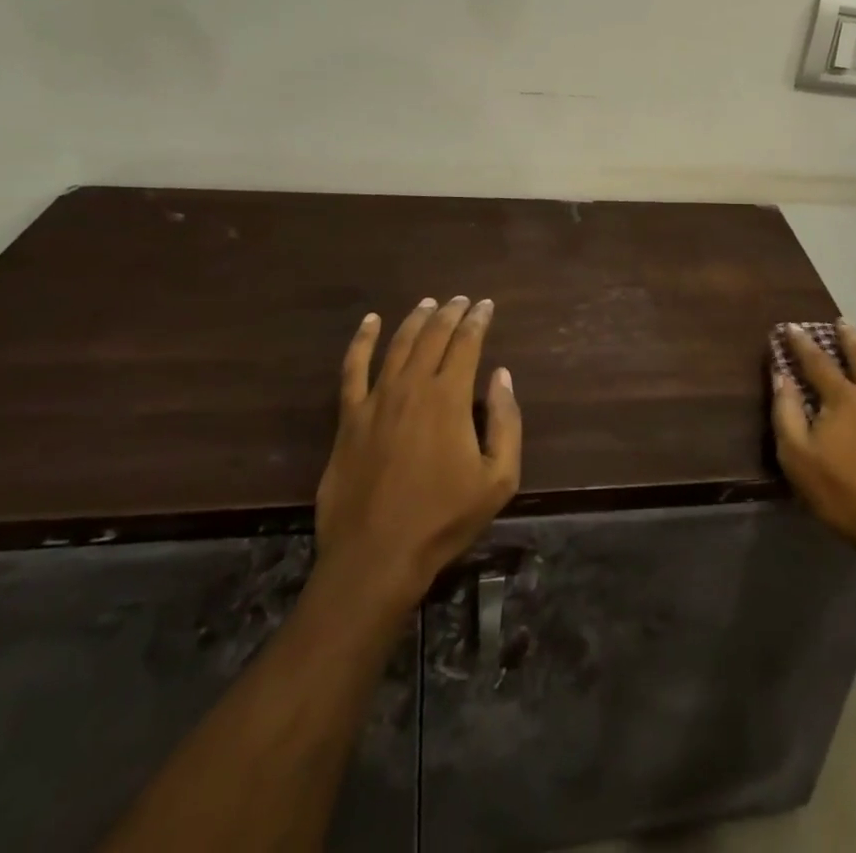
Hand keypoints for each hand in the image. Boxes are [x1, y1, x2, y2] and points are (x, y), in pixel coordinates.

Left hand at [313, 297, 521, 609]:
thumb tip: (501, 375)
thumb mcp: (498, 478)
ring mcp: (376, 400)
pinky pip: (352, 369)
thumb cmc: (444, 518)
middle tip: (462, 300)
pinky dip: (362, 341)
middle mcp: (413, 387)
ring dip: (416, 320)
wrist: (376, 556)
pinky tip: (370, 322)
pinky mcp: (349, 418)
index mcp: (450, 398)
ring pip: (398, 345)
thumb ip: (506, 422)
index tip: (486, 305)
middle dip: (451, 313)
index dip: (478, 320)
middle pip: (433, 336)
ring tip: (429, 304)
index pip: (467, 343)